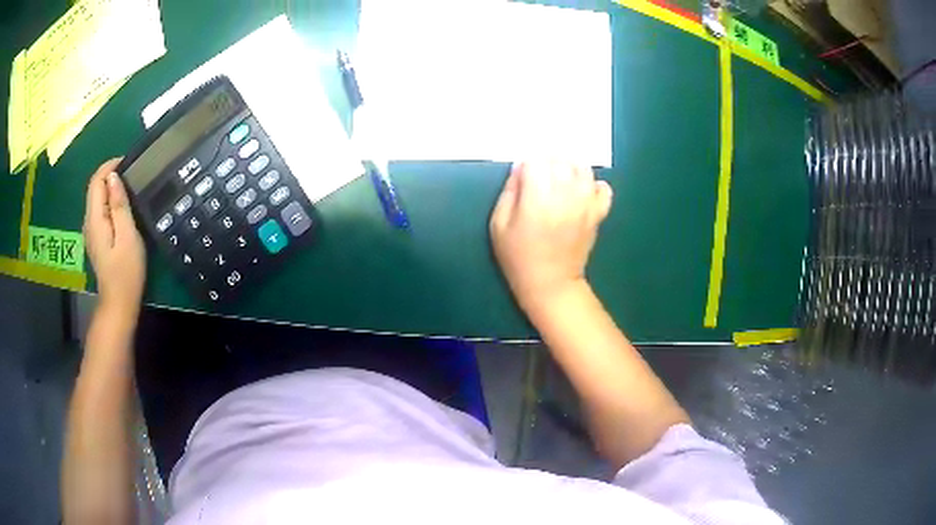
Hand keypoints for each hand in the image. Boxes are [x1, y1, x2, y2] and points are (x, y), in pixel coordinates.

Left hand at [83, 159, 145, 314]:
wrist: (119, 303)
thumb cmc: (126, 271)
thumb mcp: (127, 235)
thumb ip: (119, 205)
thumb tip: (113, 178)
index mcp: (94, 219)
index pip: (96, 181)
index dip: (109, 167)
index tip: (127, 161)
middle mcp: (88, 222)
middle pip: (94, 188)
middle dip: (110, 175)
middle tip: (131, 172)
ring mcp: (90, 232)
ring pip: (96, 199)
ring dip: (109, 188)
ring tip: (128, 186)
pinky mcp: (95, 239)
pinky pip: (99, 211)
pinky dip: (108, 201)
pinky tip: (120, 206)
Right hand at [490, 162, 612, 310]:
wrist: (550, 284)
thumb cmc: (518, 256)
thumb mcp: (498, 225)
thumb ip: (509, 192)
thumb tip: (520, 169)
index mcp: (537, 198)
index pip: (536, 161)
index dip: (528, 163)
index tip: (523, 173)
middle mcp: (565, 195)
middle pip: (561, 160)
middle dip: (549, 159)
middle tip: (540, 171)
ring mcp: (585, 204)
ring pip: (583, 169)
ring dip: (571, 166)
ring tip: (561, 174)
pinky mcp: (597, 214)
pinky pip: (604, 189)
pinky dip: (595, 184)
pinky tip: (583, 190)